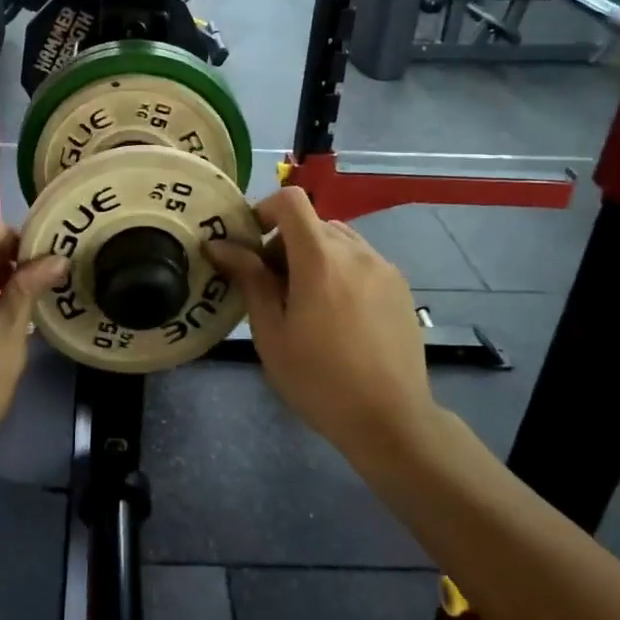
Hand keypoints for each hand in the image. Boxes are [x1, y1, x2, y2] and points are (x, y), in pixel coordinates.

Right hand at [206, 188, 437, 461]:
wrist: (390, 419)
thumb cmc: (318, 379)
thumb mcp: (271, 332)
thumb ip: (249, 279)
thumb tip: (219, 245)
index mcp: (320, 258)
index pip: (291, 201)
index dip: (264, 210)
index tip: (250, 245)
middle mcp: (356, 251)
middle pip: (312, 223)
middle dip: (285, 243)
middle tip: (272, 287)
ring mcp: (384, 267)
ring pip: (339, 240)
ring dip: (314, 255)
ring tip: (306, 302)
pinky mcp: (400, 286)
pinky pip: (361, 260)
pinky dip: (340, 270)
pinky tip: (338, 315)